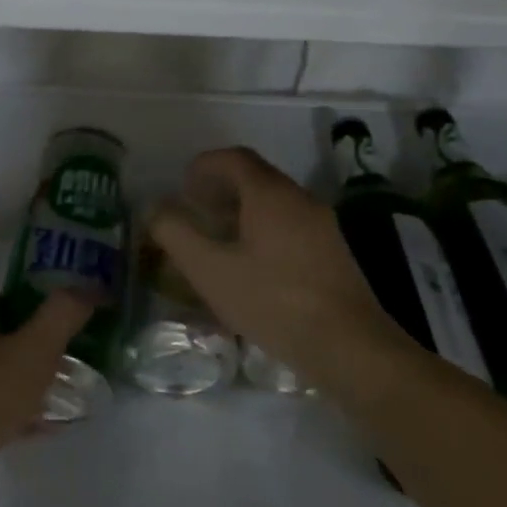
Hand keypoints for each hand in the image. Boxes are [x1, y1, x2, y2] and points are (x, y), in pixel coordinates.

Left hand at [0, 290, 92, 506]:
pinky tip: (39, 429)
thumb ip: (64, 314)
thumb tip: (94, 285)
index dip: (39, 309)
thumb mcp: (34, 350)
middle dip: (35, 349)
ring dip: (25, 382)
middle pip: (1, 335)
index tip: (68, 329)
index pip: (8, 298)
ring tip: (61, 398)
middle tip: (68, 365)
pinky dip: (11, 412)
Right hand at [148, 147, 413, 391]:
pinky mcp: (335, 254)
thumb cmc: (274, 302)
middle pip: (256, 179)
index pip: (233, 158)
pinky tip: (253, 268)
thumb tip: (156, 209)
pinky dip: (264, 232)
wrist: (351, 348)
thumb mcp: (211, 271)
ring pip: (275, 205)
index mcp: (270, 194)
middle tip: (197, 213)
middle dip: (221, 190)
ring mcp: (323, 226)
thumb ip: (177, 234)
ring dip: (243, 213)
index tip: (184, 187)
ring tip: (219, 242)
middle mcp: (300, 200)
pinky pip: (291, 227)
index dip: (204, 166)